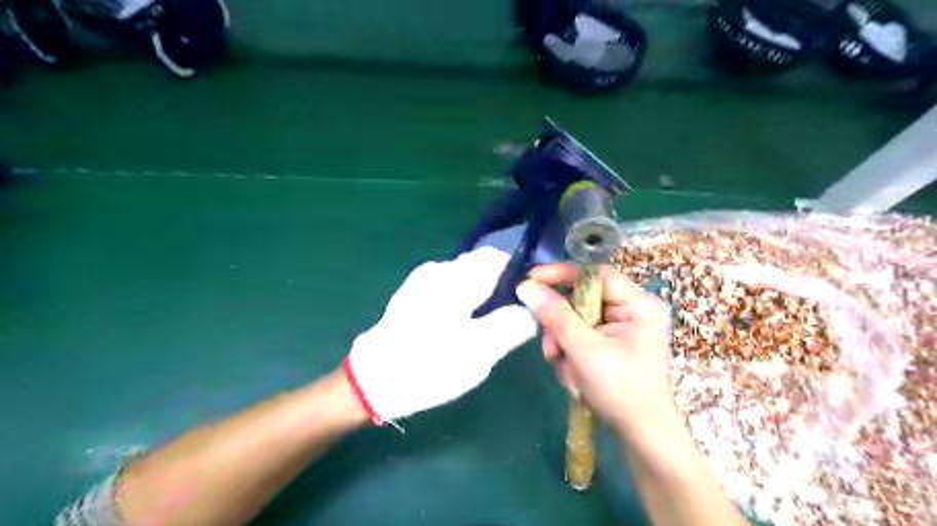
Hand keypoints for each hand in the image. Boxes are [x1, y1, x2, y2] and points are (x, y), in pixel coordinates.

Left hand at [342, 244, 533, 423]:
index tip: (526, 302)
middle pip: (480, 267)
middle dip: (498, 289)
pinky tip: (457, 329)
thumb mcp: (480, 352)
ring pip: (464, 279)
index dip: (517, 275)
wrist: (372, 382)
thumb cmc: (430, 365)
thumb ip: (512, 325)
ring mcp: (420, 281)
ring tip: (481, 330)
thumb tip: (530, 310)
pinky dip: (461, 302)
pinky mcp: (411, 295)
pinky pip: (447, 289)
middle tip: (503, 322)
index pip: (497, 257)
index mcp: (455, 277)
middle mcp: (437, 270)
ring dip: (479, 297)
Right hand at [512, 263, 673, 434]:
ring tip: (564, 368)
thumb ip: (555, 317)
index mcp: (637, 304)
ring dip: (563, 342)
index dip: (562, 274)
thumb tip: (526, 287)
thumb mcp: (584, 351)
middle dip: (561, 324)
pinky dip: (570, 352)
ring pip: (576, 318)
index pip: (594, 274)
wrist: (641, 436)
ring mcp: (621, 327)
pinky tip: (574, 375)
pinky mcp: (611, 342)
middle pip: (582, 298)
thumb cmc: (620, 391)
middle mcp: (631, 309)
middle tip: (551, 348)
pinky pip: (581, 334)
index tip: (531, 281)